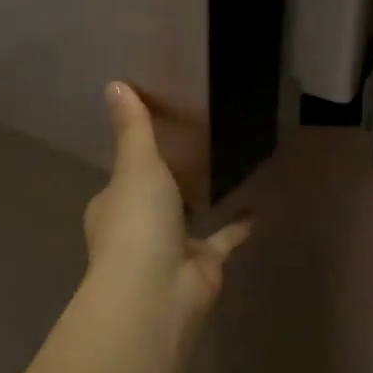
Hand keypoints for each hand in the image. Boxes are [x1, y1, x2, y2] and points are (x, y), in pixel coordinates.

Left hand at [85, 82, 249, 324]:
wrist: (157, 290)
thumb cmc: (137, 223)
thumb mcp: (136, 166)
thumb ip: (134, 128)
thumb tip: (114, 82)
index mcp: (113, 207)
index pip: (121, 180)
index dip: (134, 160)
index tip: (154, 137)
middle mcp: (139, 228)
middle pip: (155, 200)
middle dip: (171, 183)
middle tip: (198, 148)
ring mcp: (172, 249)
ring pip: (189, 220)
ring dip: (203, 202)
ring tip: (227, 169)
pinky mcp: (205, 264)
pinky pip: (224, 238)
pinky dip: (239, 224)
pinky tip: (259, 202)